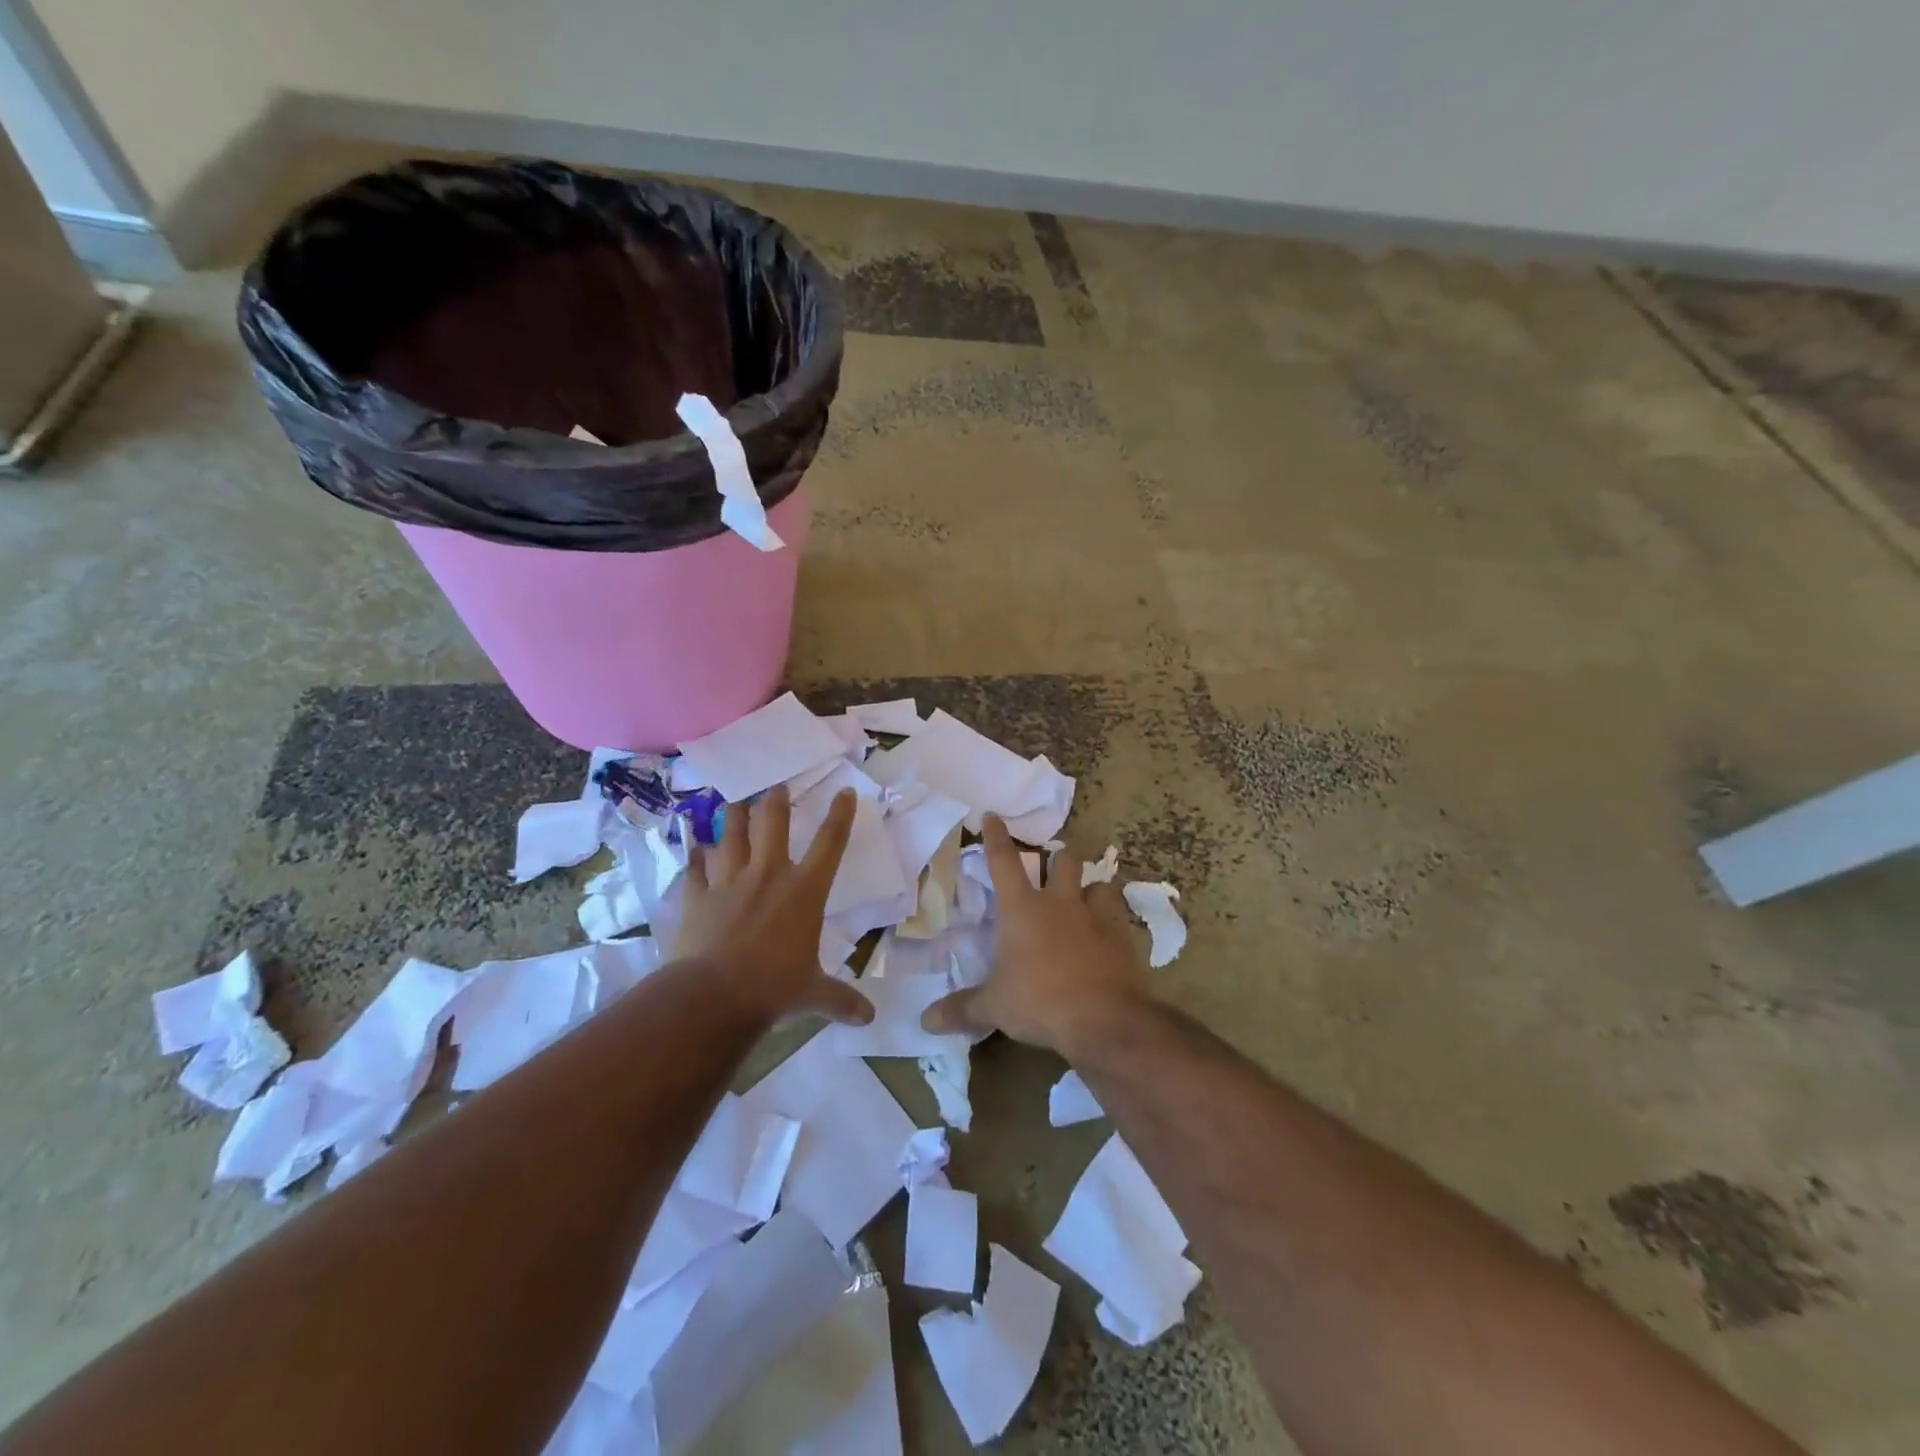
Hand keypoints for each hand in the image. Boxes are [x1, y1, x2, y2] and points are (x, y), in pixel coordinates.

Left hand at [672, 786, 873, 1026]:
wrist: (712, 997)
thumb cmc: (773, 988)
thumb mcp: (814, 994)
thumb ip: (841, 1000)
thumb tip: (869, 1019)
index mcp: (804, 891)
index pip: (829, 843)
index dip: (840, 815)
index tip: (845, 791)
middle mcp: (768, 875)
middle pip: (773, 824)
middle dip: (776, 801)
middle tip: (776, 787)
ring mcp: (729, 882)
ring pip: (732, 835)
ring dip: (734, 816)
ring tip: (735, 801)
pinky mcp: (698, 897)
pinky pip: (696, 869)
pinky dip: (695, 857)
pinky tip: (694, 847)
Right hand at [921, 815, 1151, 1055]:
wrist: (1105, 1019)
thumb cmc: (1040, 1002)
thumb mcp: (994, 1008)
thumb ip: (961, 1009)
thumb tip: (925, 1021)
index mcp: (1023, 910)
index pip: (1004, 862)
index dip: (996, 837)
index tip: (993, 815)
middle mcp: (1060, 904)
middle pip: (1064, 861)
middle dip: (1059, 857)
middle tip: (1055, 864)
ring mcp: (1096, 919)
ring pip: (1099, 885)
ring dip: (1092, 888)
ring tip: (1087, 899)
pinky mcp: (1122, 941)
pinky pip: (1118, 924)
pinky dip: (1112, 928)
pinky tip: (1108, 944)